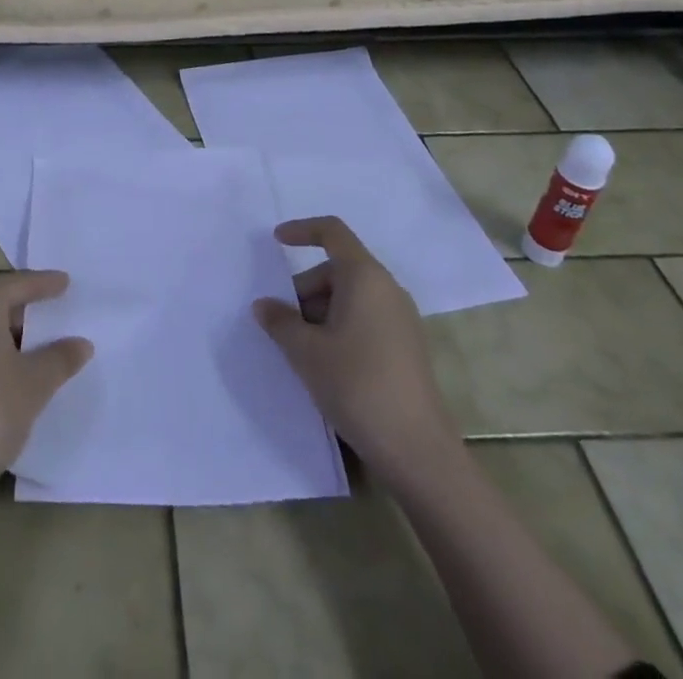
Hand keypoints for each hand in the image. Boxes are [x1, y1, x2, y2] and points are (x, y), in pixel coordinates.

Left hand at [0, 270, 92, 514]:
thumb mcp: (34, 384)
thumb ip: (60, 358)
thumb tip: (81, 343)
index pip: (18, 284)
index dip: (45, 284)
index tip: (66, 282)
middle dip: (24, 308)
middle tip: (53, 312)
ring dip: (4, 333)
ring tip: (35, 345)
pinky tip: (5, 372)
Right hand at [253, 216, 459, 471]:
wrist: (417, 451)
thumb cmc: (357, 385)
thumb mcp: (306, 352)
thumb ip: (280, 321)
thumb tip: (264, 305)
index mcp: (365, 277)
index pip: (332, 232)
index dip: (302, 230)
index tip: (276, 241)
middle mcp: (387, 289)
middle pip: (337, 269)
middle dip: (305, 288)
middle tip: (282, 323)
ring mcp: (401, 319)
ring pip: (350, 297)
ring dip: (320, 312)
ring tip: (300, 348)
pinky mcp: (406, 347)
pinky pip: (365, 318)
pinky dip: (339, 327)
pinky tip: (325, 363)